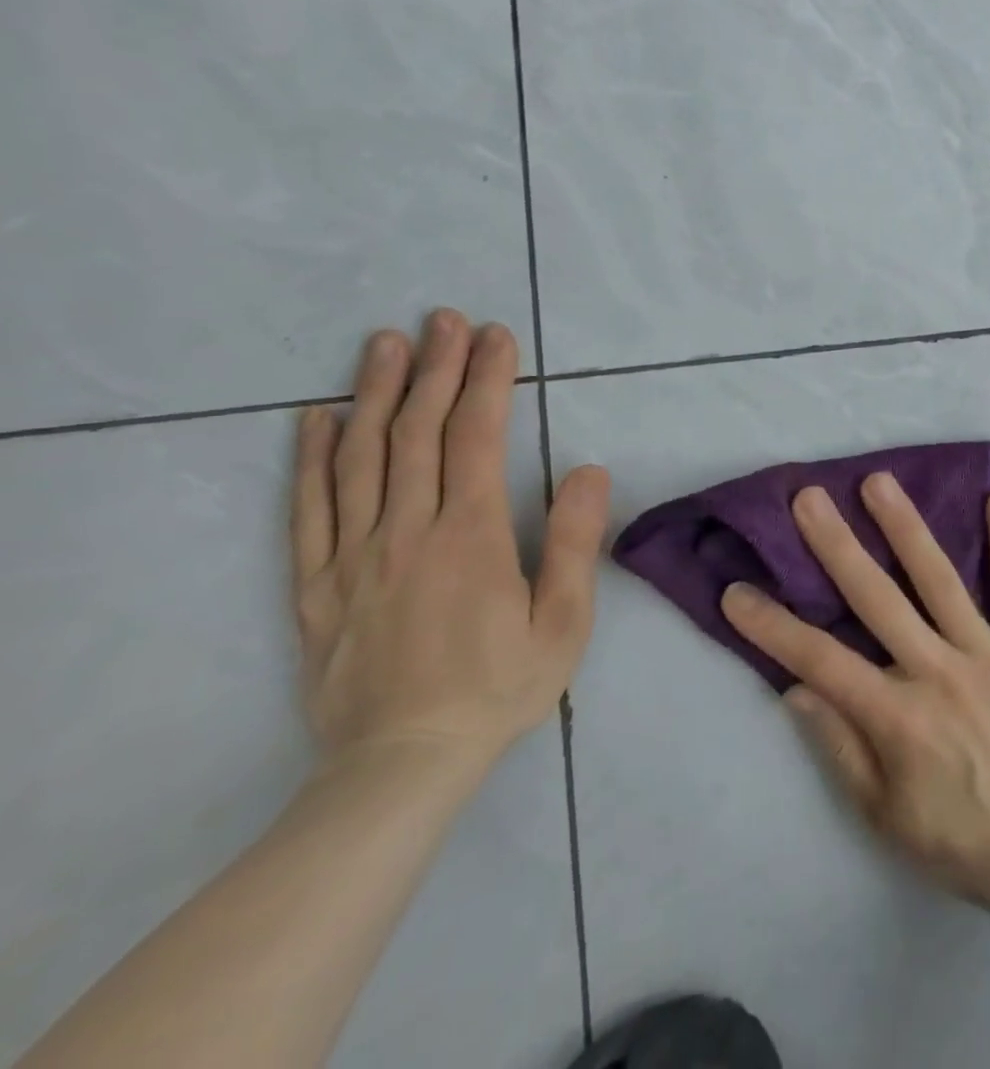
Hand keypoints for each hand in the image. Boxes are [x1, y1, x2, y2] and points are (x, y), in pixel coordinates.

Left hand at [291, 309, 608, 774]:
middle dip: (436, 368)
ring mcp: (354, 555)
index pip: (477, 437)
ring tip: (386, 344)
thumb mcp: (564, 622)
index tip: (496, 337)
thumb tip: (586, 469)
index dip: (487, 380)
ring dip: (375, 393)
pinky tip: (317, 419)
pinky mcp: (318, 584)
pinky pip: (310, 509)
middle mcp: (407, 530)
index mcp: (470, 535)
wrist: (401, 764)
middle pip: (418, 433)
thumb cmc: (499, 689)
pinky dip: (311, 458)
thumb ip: (572, 541)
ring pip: (361, 457)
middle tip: (445, 319)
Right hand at [720, 474, 989, 915]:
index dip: (773, 626)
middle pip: (877, 600)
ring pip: (940, 581)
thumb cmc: (959, 839)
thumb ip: (840, 747)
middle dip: (838, 547)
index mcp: (897, 717)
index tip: (737, 591)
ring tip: (880, 483)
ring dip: (906, 528)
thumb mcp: (884, 815)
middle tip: (809, 497)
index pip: (821, 660)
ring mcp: (988, 654)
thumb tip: (797, 688)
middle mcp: (938, 672)